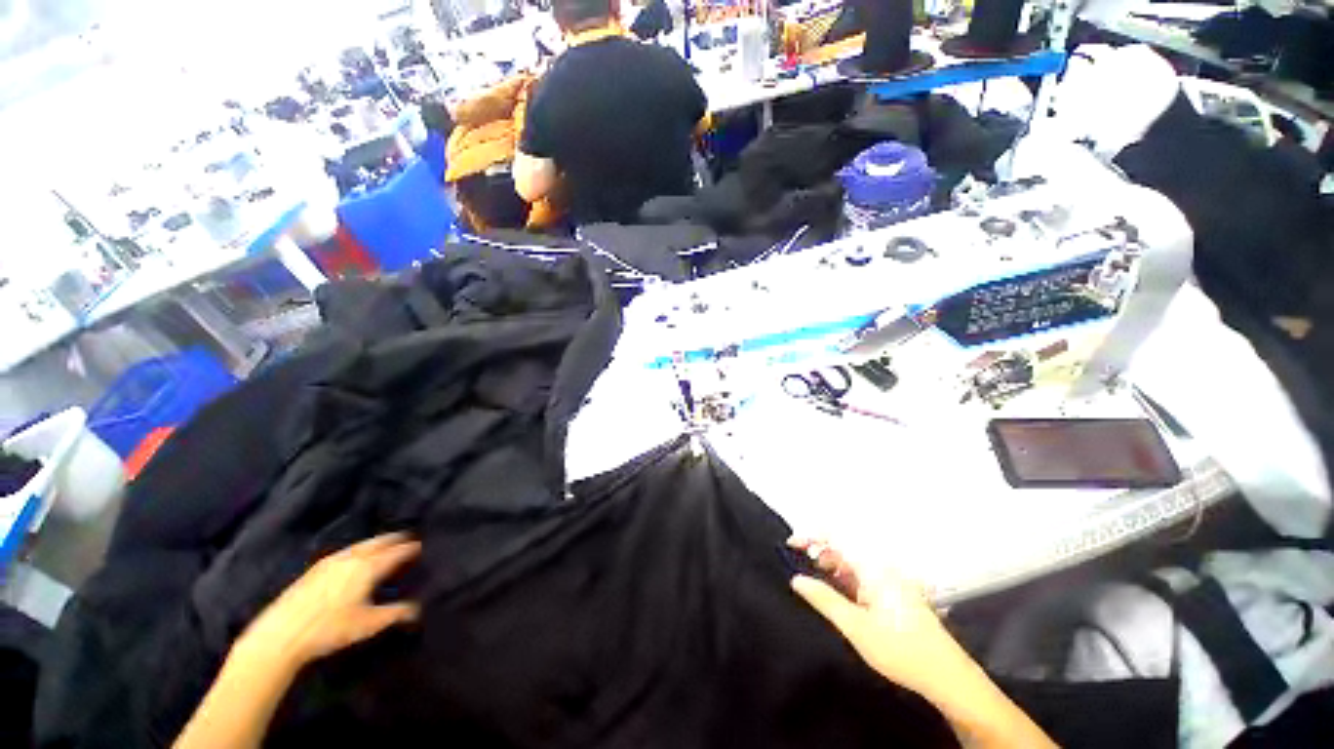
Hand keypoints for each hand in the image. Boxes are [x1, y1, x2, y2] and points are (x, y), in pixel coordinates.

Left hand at [238, 533, 421, 670]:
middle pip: (377, 543)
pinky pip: (344, 551)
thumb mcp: (368, 624)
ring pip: (359, 545)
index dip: (409, 548)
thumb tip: (418, 609)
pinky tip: (354, 555)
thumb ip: (395, 613)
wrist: (281, 635)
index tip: (420, 545)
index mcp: (368, 568)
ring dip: (375, 542)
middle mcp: (351, 559)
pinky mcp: (314, 570)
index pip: (395, 553)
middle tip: (406, 536)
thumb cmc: (330, 629)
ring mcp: (330, 562)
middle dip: (393, 539)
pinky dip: (357, 548)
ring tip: (384, 542)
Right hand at [788, 538, 964, 698]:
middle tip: (800, 567)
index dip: (811, 536)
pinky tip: (838, 597)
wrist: (946, 677)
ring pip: (853, 565)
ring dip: (831, 569)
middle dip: (819, 553)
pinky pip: (862, 578)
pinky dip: (845, 582)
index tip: (791, 545)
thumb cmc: (900, 649)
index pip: (836, 539)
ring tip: (815, 584)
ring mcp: (890, 582)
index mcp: (874, 569)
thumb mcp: (856, 627)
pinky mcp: (894, 595)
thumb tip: (797, 579)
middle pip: (843, 549)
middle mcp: (882, 569)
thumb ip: (824, 599)